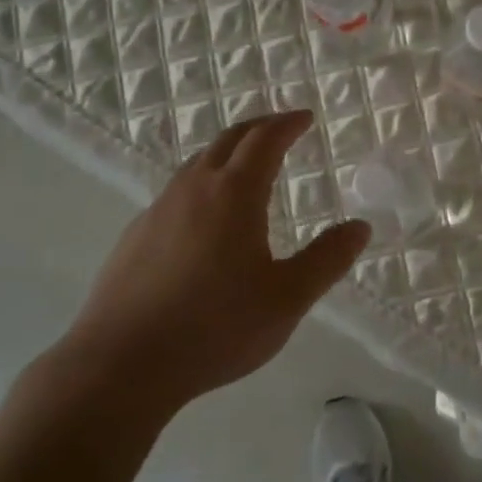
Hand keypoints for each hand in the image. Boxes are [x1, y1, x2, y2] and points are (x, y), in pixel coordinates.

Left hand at [57, 110, 370, 413]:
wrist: (122, 363)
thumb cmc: (216, 328)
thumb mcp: (287, 298)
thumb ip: (327, 259)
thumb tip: (360, 227)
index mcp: (233, 194)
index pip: (264, 140)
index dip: (287, 124)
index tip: (305, 117)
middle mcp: (192, 190)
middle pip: (227, 140)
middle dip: (258, 128)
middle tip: (281, 128)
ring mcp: (157, 211)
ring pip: (196, 165)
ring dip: (226, 154)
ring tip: (246, 168)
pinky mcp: (134, 237)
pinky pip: (176, 194)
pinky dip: (201, 185)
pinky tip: (204, 220)